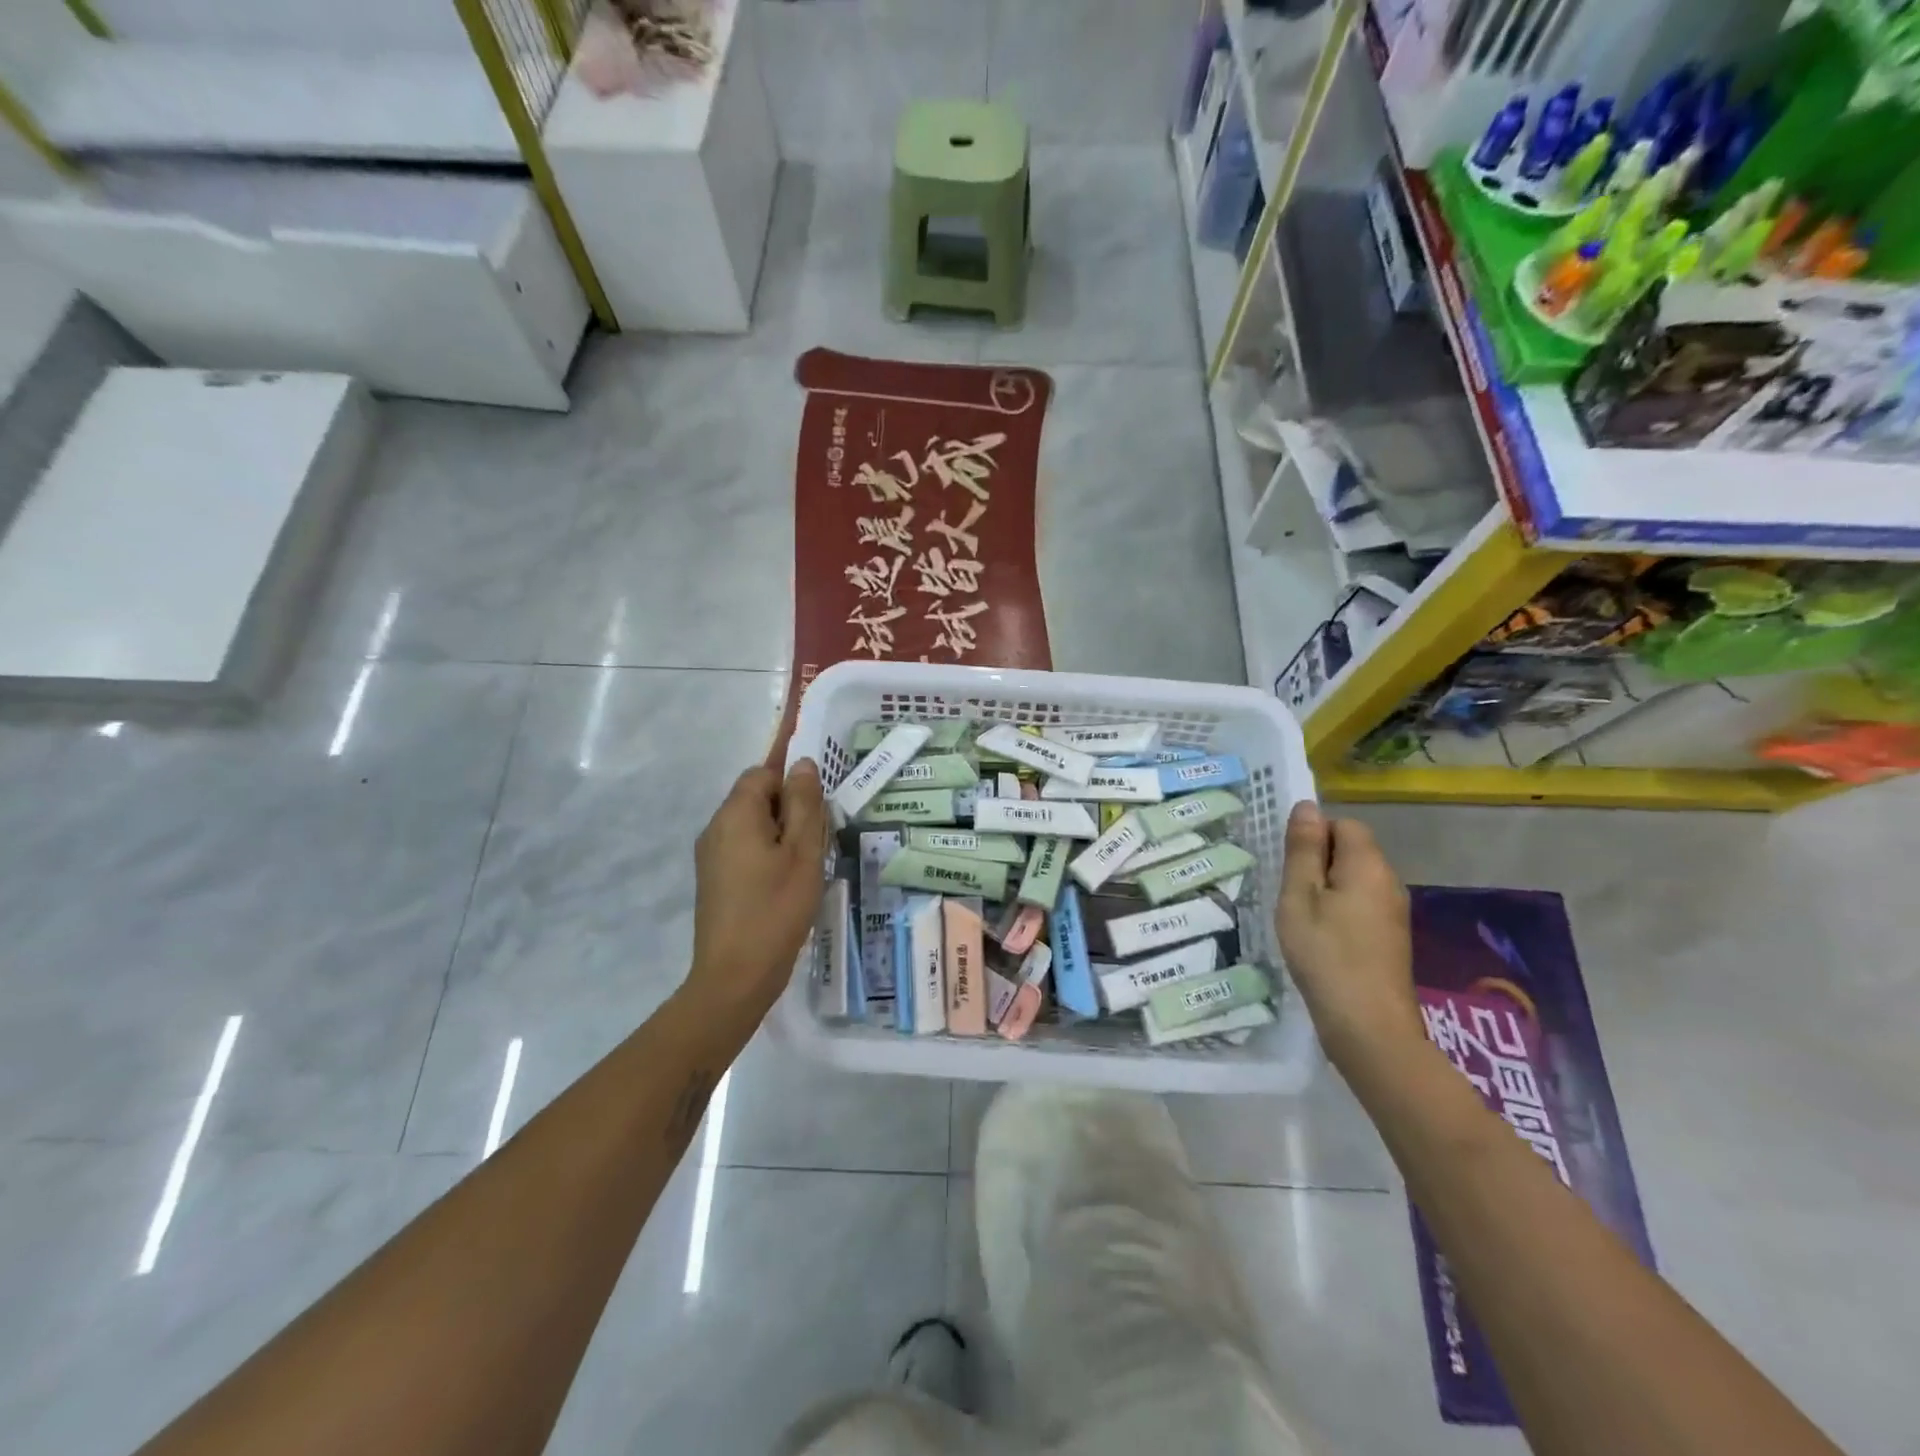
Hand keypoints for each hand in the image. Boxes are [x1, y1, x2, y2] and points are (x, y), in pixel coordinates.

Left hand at [684, 759, 829, 1035]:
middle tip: (820, 834)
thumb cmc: (776, 908)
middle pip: (755, 797)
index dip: (791, 779)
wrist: (735, 976)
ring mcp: (710, 856)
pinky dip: (767, 852)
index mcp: (736, 814)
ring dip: (780, 831)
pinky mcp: (714, 880)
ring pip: (751, 825)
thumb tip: (801, 764)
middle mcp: (716, 828)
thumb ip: (804, 804)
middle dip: (789, 806)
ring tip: (808, 861)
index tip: (818, 801)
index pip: (762, 772)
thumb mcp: (803, 853)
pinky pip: (743, 848)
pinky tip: (788, 880)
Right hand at [1275, 802, 1422, 1072]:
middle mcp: (1389, 882)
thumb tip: (1307, 806)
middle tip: (1290, 895)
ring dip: (1325, 890)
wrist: (1369, 1027)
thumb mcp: (1300, 897)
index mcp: (1368, 866)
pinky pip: (1361, 905)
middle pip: (1351, 851)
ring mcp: (1394, 912)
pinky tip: (1320, 940)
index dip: (1313, 837)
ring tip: (1300, 919)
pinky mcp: (1391, 937)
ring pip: (1354, 880)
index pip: (1343, 825)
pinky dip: (1338, 912)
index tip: (1289, 867)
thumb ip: (1303, 850)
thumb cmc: (1325, 954)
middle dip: (1317, 864)